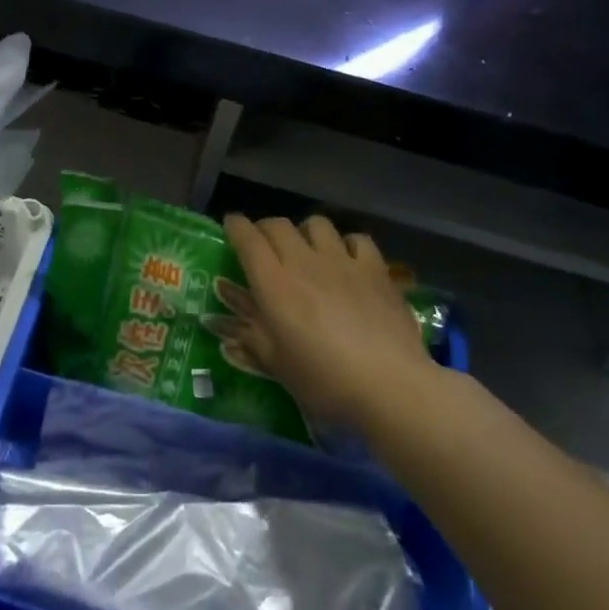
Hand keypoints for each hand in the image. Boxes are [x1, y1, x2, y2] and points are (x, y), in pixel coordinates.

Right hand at [221, 214, 441, 427]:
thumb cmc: (323, 380)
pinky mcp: (376, 269)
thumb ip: (249, 335)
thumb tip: (219, 322)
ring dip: (304, 232)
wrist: (389, 385)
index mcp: (273, 284)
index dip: (236, 226)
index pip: (248, 238)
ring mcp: (343, 261)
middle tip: (264, 245)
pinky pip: (357, 239)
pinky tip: (347, 260)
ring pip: (317, 224)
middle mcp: (304, 262)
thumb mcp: (275, 363)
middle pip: (278, 225)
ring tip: (306, 249)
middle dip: (265, 229)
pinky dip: (346, 244)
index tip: (231, 226)